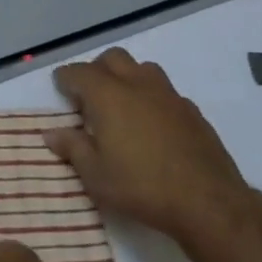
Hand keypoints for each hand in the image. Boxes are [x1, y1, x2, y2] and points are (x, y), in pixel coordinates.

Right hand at [46, 48, 255, 248]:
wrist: (208, 203)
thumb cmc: (141, 187)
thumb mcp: (95, 175)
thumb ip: (72, 148)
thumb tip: (52, 133)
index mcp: (108, 95)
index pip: (78, 72)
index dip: (65, 78)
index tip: (60, 88)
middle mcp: (138, 85)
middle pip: (113, 58)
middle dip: (97, 70)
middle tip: (89, 97)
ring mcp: (169, 96)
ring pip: (143, 69)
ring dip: (127, 78)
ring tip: (122, 106)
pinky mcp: (193, 112)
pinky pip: (166, 92)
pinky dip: (152, 99)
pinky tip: (152, 125)